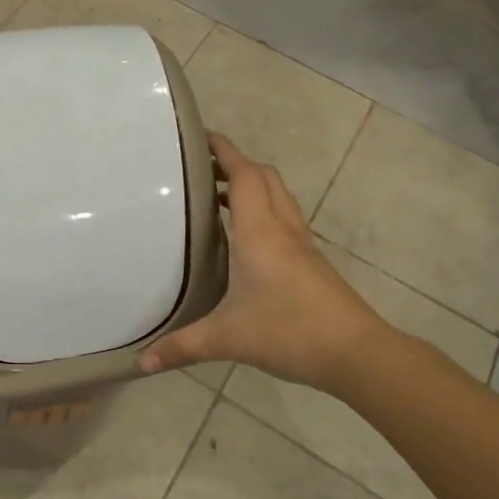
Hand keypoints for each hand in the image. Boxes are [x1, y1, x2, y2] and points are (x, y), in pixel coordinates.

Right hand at [141, 134, 393, 391]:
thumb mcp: (227, 338)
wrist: (355, 352)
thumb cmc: (289, 331)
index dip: (224, 149)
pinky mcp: (311, 261)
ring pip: (278, 195)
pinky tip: (246, 237)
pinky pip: (285, 218)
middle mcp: (282, 227)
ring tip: (218, 197)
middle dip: (235, 163)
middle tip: (202, 169)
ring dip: (252, 185)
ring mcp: (301, 243)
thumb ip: (182, 346)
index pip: (243, 174)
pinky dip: (264, 210)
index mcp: (259, 231)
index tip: (200, 135)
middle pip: (263, 176)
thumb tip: (142, 363)